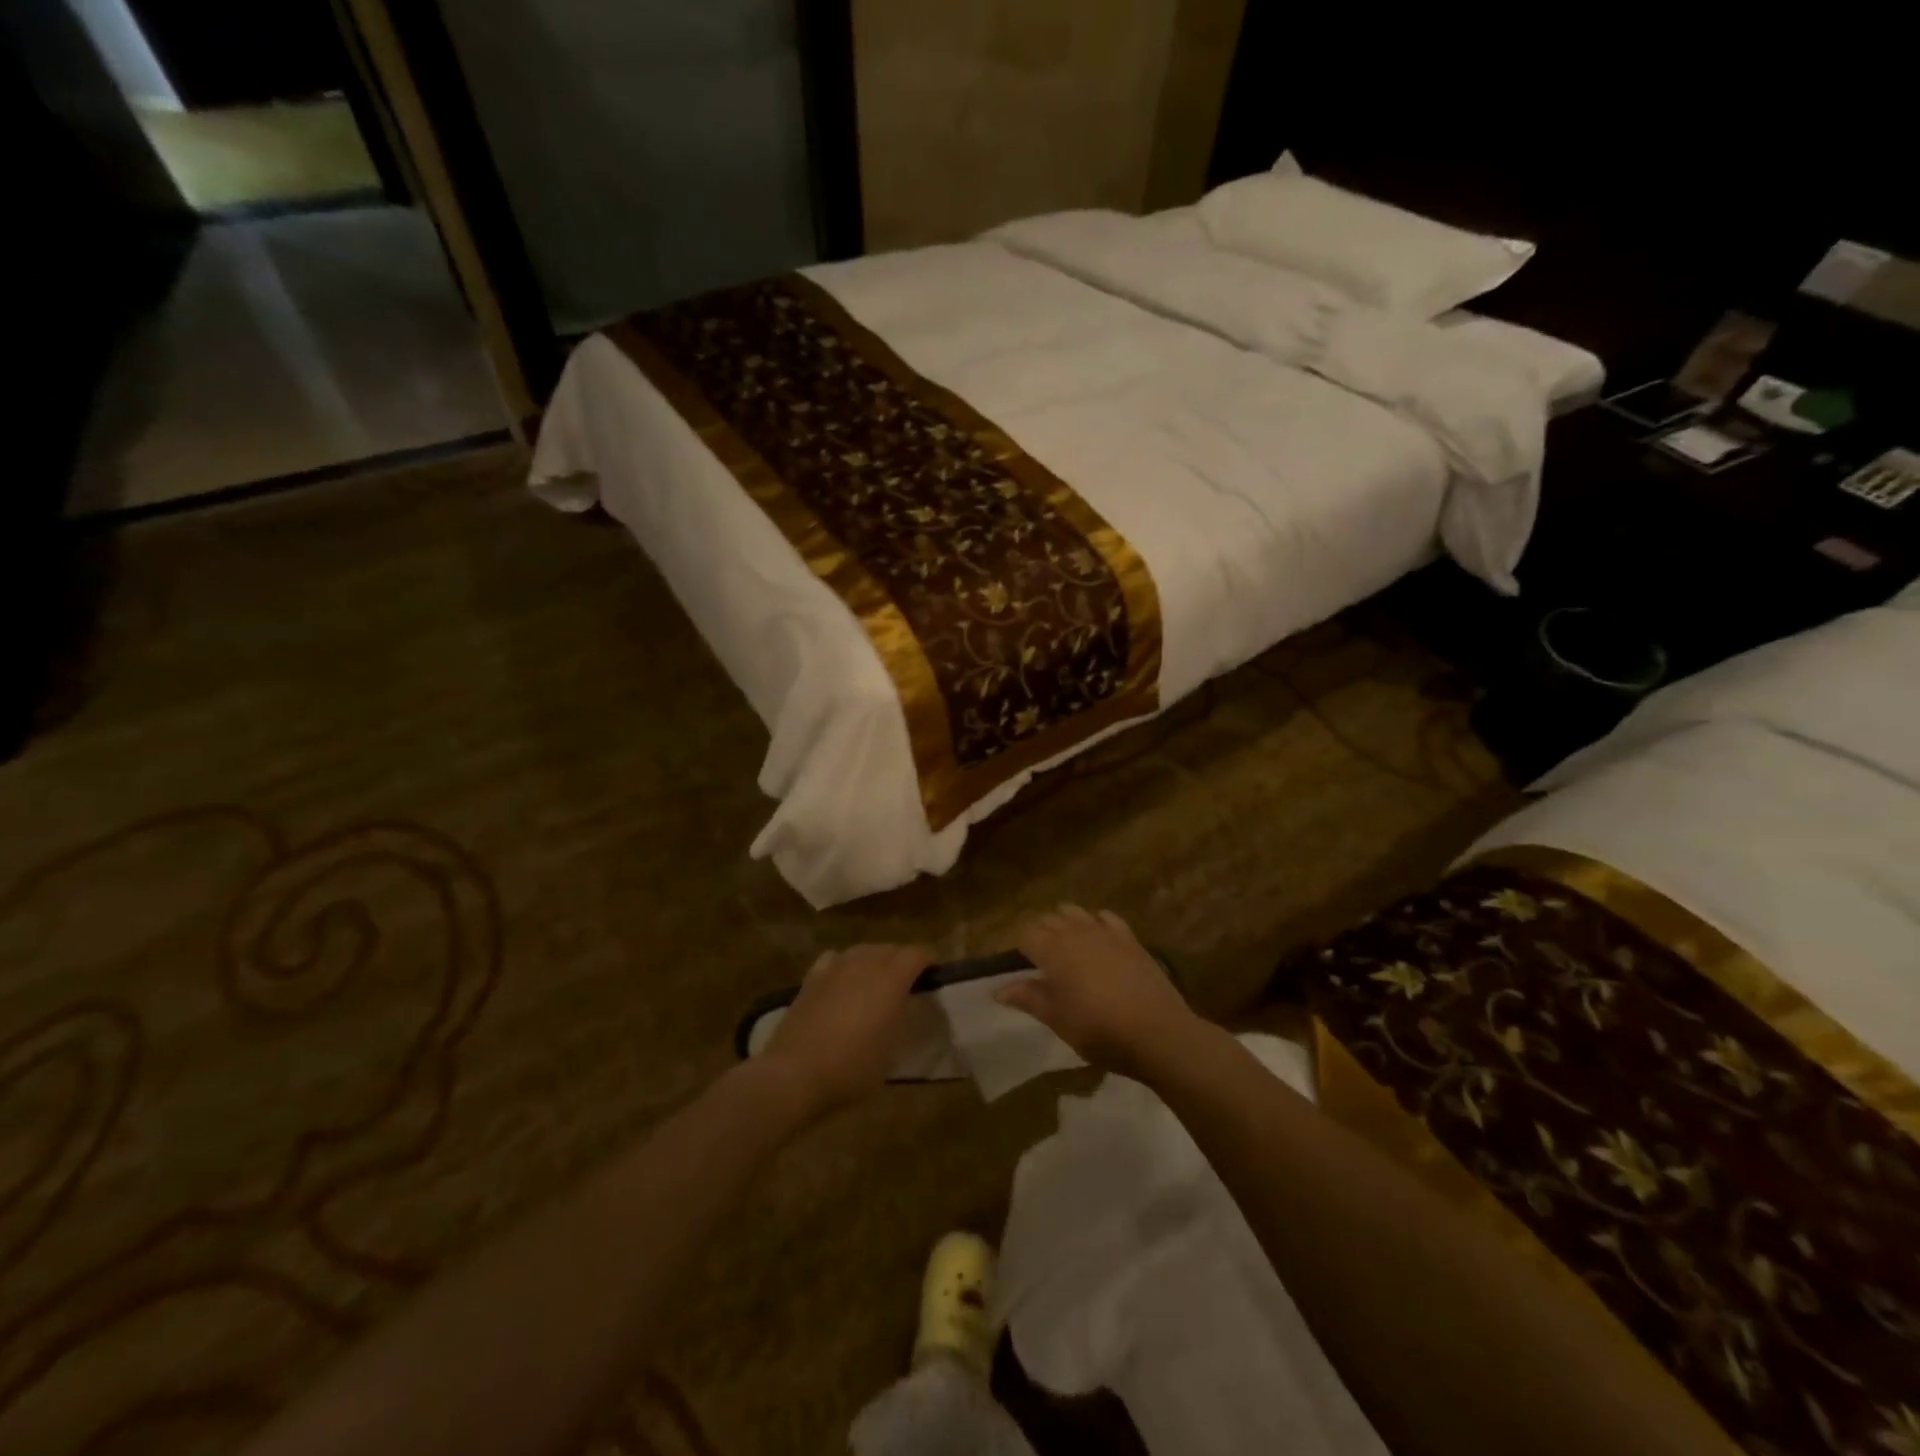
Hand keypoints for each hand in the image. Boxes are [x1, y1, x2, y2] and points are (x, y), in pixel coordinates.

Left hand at [760, 944, 931, 1117]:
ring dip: (874, 960)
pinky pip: (835, 959)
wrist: (795, 1074)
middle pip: (890, 948)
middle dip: (902, 960)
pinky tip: (843, 980)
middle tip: (906, 983)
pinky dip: (845, 964)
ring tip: (875, 981)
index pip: (917, 954)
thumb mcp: (891, 1051)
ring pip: (863, 950)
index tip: (933, 975)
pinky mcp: (812, 977)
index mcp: (891, 980)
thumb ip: (901, 1020)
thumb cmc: (851, 1069)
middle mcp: (865, 964)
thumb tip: (904, 1007)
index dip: (928, 961)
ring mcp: (835, 968)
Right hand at [1000, 906, 1204, 1079]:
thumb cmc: (1100, 1031)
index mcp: (1053, 951)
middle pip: (1048, 919)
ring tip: (1065, 946)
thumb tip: (998, 990)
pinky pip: (1106, 917)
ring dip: (1064, 922)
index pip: (1025, 933)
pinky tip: (1097, 937)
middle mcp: (1075, 932)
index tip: (1018, 963)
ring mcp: (1105, 931)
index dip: (1019, 946)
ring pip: (1074, 912)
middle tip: (1038, 959)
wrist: (1157, 1032)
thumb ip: (1029, 998)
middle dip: (1039, 933)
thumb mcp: (1058, 1020)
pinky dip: (1095, 922)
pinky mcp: (1129, 937)